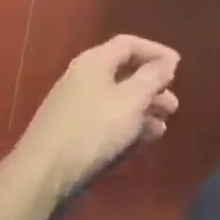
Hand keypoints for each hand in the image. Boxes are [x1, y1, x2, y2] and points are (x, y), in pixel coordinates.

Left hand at [14, 35, 179, 200]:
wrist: (42, 175)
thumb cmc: (92, 130)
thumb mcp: (131, 101)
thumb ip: (152, 77)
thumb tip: (168, 60)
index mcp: (95, 61)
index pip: (130, 44)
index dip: (156, 52)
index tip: (177, 67)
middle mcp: (83, 77)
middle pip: (125, 73)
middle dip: (152, 87)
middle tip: (173, 105)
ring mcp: (75, 105)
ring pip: (117, 100)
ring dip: (143, 110)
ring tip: (162, 128)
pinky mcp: (71, 131)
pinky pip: (106, 119)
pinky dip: (126, 125)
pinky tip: (141, 141)